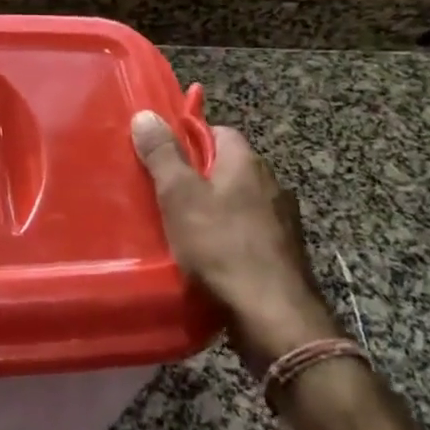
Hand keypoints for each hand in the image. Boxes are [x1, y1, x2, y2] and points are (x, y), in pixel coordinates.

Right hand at [131, 112, 342, 370]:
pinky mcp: (283, 253)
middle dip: (198, 178)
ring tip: (180, 229)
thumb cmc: (221, 246)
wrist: (273, 315)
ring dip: (214, 211)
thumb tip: (146, 114)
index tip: (162, 158)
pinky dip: (228, 238)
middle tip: (163, 195)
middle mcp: (271, 184)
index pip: (218, 131)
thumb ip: (163, 155)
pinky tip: (208, 258)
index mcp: (247, 162)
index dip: (188, 140)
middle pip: (227, 168)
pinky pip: (248, 233)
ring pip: (238, 202)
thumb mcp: (180, 195)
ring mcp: (283, 220)